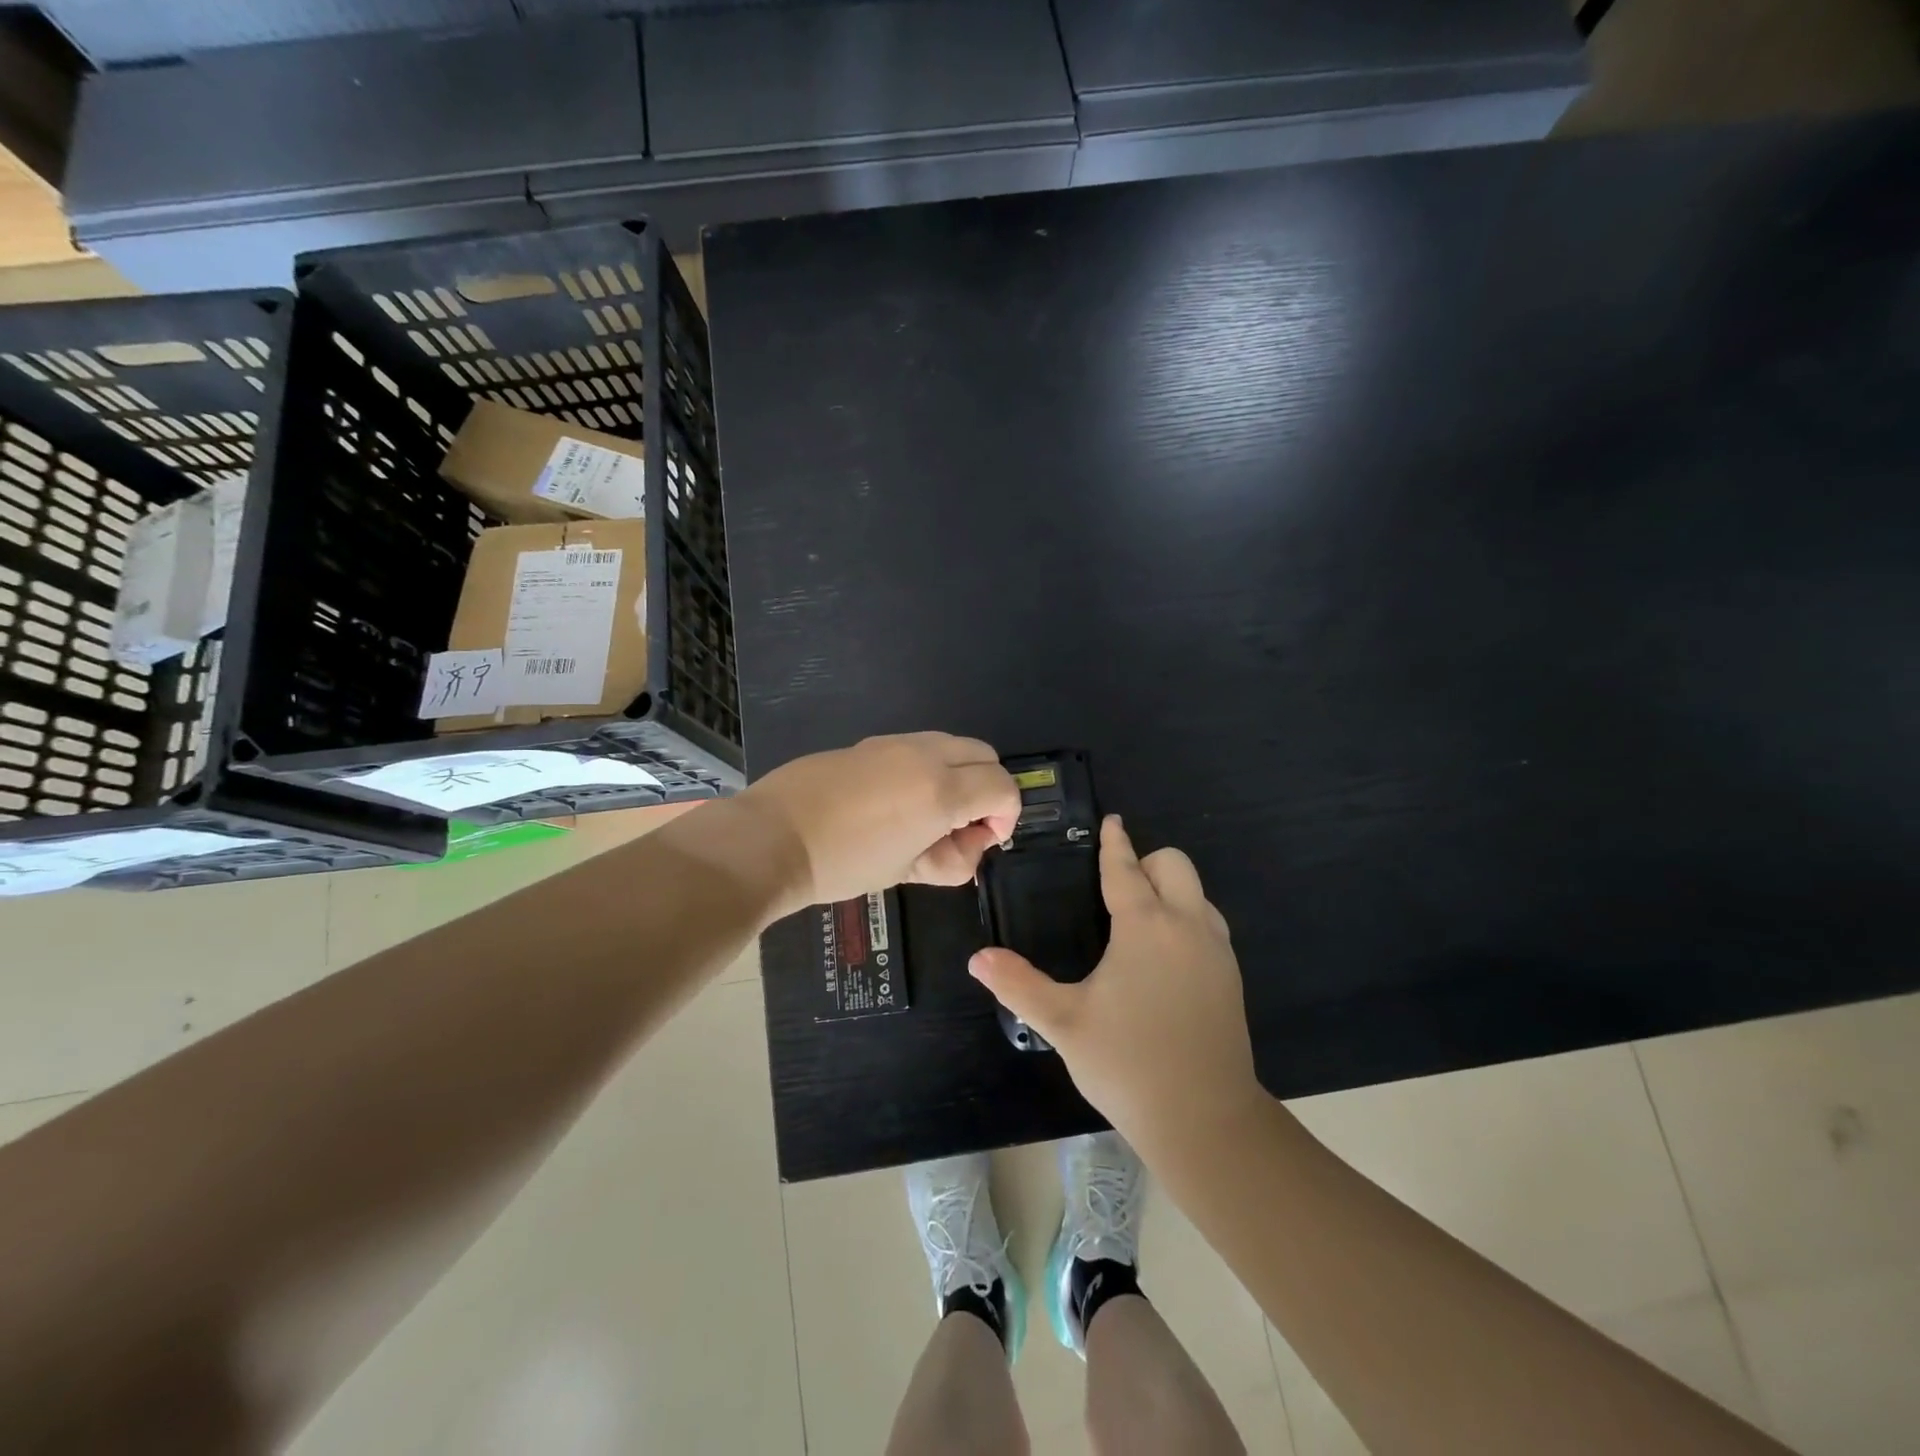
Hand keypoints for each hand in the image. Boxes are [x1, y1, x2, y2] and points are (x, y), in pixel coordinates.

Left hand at [739, 733, 1021, 917]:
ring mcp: (895, 743)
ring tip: (929, 814)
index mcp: (941, 791)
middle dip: (988, 788)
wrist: (772, 838)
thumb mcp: (906, 871)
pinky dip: (927, 767)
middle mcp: (925, 755)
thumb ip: (951, 859)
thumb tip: (970, 846)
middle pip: (984, 755)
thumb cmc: (843, 864)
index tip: (985, 840)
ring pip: (952, 744)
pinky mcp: (869, 742)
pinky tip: (896, 801)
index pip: (1003, 787)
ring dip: (958, 774)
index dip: (1007, 815)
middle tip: (963, 826)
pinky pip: (918, 746)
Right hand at [969, 816, 1264, 1153]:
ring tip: (1137, 919)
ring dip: (1171, 890)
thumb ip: (1018, 985)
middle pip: (1175, 864)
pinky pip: (1209, 924)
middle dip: (1147, 861)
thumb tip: (977, 958)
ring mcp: (1216, 951)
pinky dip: (1187, 919)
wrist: (1205, 1119)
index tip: (1111, 822)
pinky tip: (1164, 957)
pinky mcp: (1231, 978)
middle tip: (1117, 885)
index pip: (1127, 869)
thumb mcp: (1064, 1023)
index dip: (1115, 843)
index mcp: (1146, 926)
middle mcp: (1186, 926)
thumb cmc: (1127, 1063)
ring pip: (1198, 893)